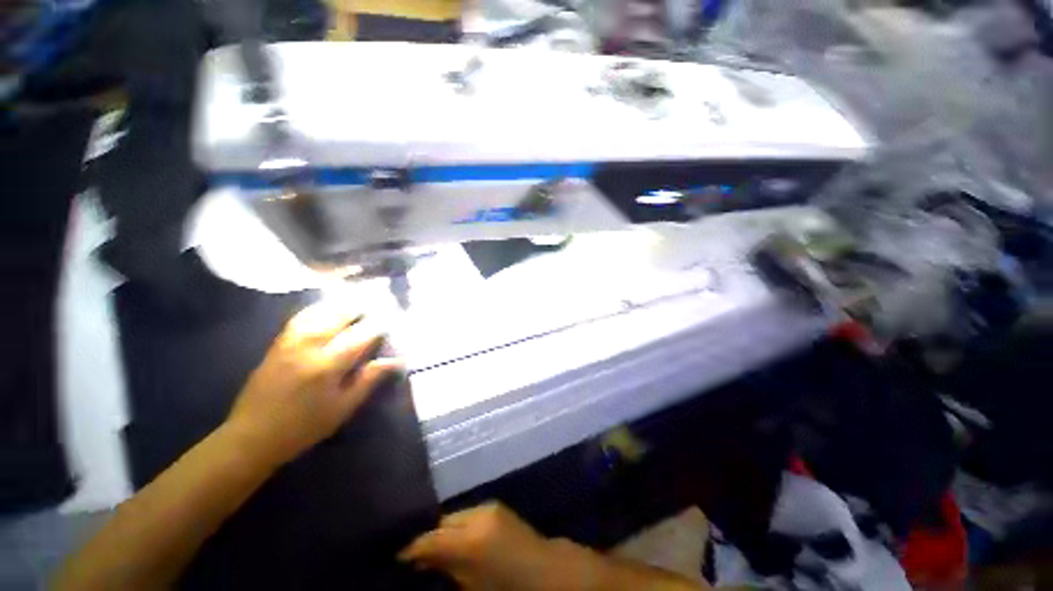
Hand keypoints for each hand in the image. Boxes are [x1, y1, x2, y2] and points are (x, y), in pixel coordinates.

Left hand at [226, 302, 401, 467]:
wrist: (251, 436)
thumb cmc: (303, 427)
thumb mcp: (342, 408)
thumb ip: (368, 380)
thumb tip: (395, 360)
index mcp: (327, 365)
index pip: (361, 335)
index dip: (380, 325)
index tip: (394, 320)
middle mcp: (308, 346)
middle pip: (340, 316)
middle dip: (362, 308)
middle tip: (379, 304)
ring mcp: (290, 342)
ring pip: (320, 312)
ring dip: (342, 304)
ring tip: (359, 301)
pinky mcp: (277, 344)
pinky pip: (301, 317)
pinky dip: (319, 308)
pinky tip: (328, 308)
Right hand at [400, 504, 604, 590]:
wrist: (546, 570)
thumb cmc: (508, 587)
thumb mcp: (472, 586)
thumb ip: (446, 568)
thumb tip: (424, 560)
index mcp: (471, 541)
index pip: (432, 538)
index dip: (413, 547)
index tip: (399, 555)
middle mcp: (478, 515)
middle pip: (443, 522)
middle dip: (430, 537)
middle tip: (417, 555)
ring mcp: (488, 506)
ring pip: (455, 516)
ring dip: (445, 530)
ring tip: (436, 548)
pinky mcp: (496, 505)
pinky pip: (469, 514)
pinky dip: (460, 525)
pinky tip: (458, 539)